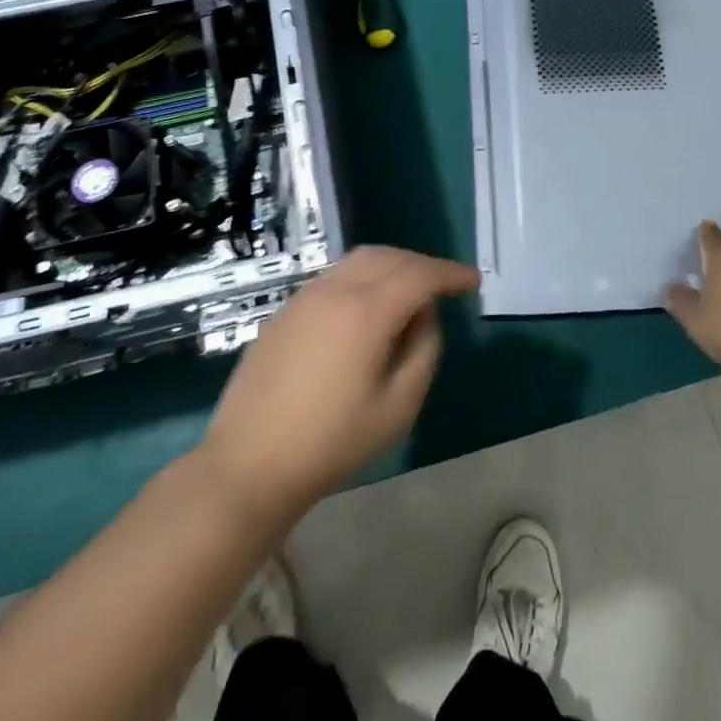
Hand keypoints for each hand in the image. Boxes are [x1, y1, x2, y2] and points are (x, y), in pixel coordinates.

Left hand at [199, 245, 478, 525]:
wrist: (248, 463)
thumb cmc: (331, 442)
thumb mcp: (397, 407)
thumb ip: (424, 352)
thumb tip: (425, 317)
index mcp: (367, 311)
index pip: (420, 274)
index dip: (450, 274)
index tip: (472, 281)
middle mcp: (336, 289)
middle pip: (390, 257)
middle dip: (423, 265)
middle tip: (444, 286)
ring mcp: (306, 296)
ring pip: (360, 260)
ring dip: (393, 265)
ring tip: (409, 291)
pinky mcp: (287, 309)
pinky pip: (336, 275)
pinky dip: (364, 276)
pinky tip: (368, 306)